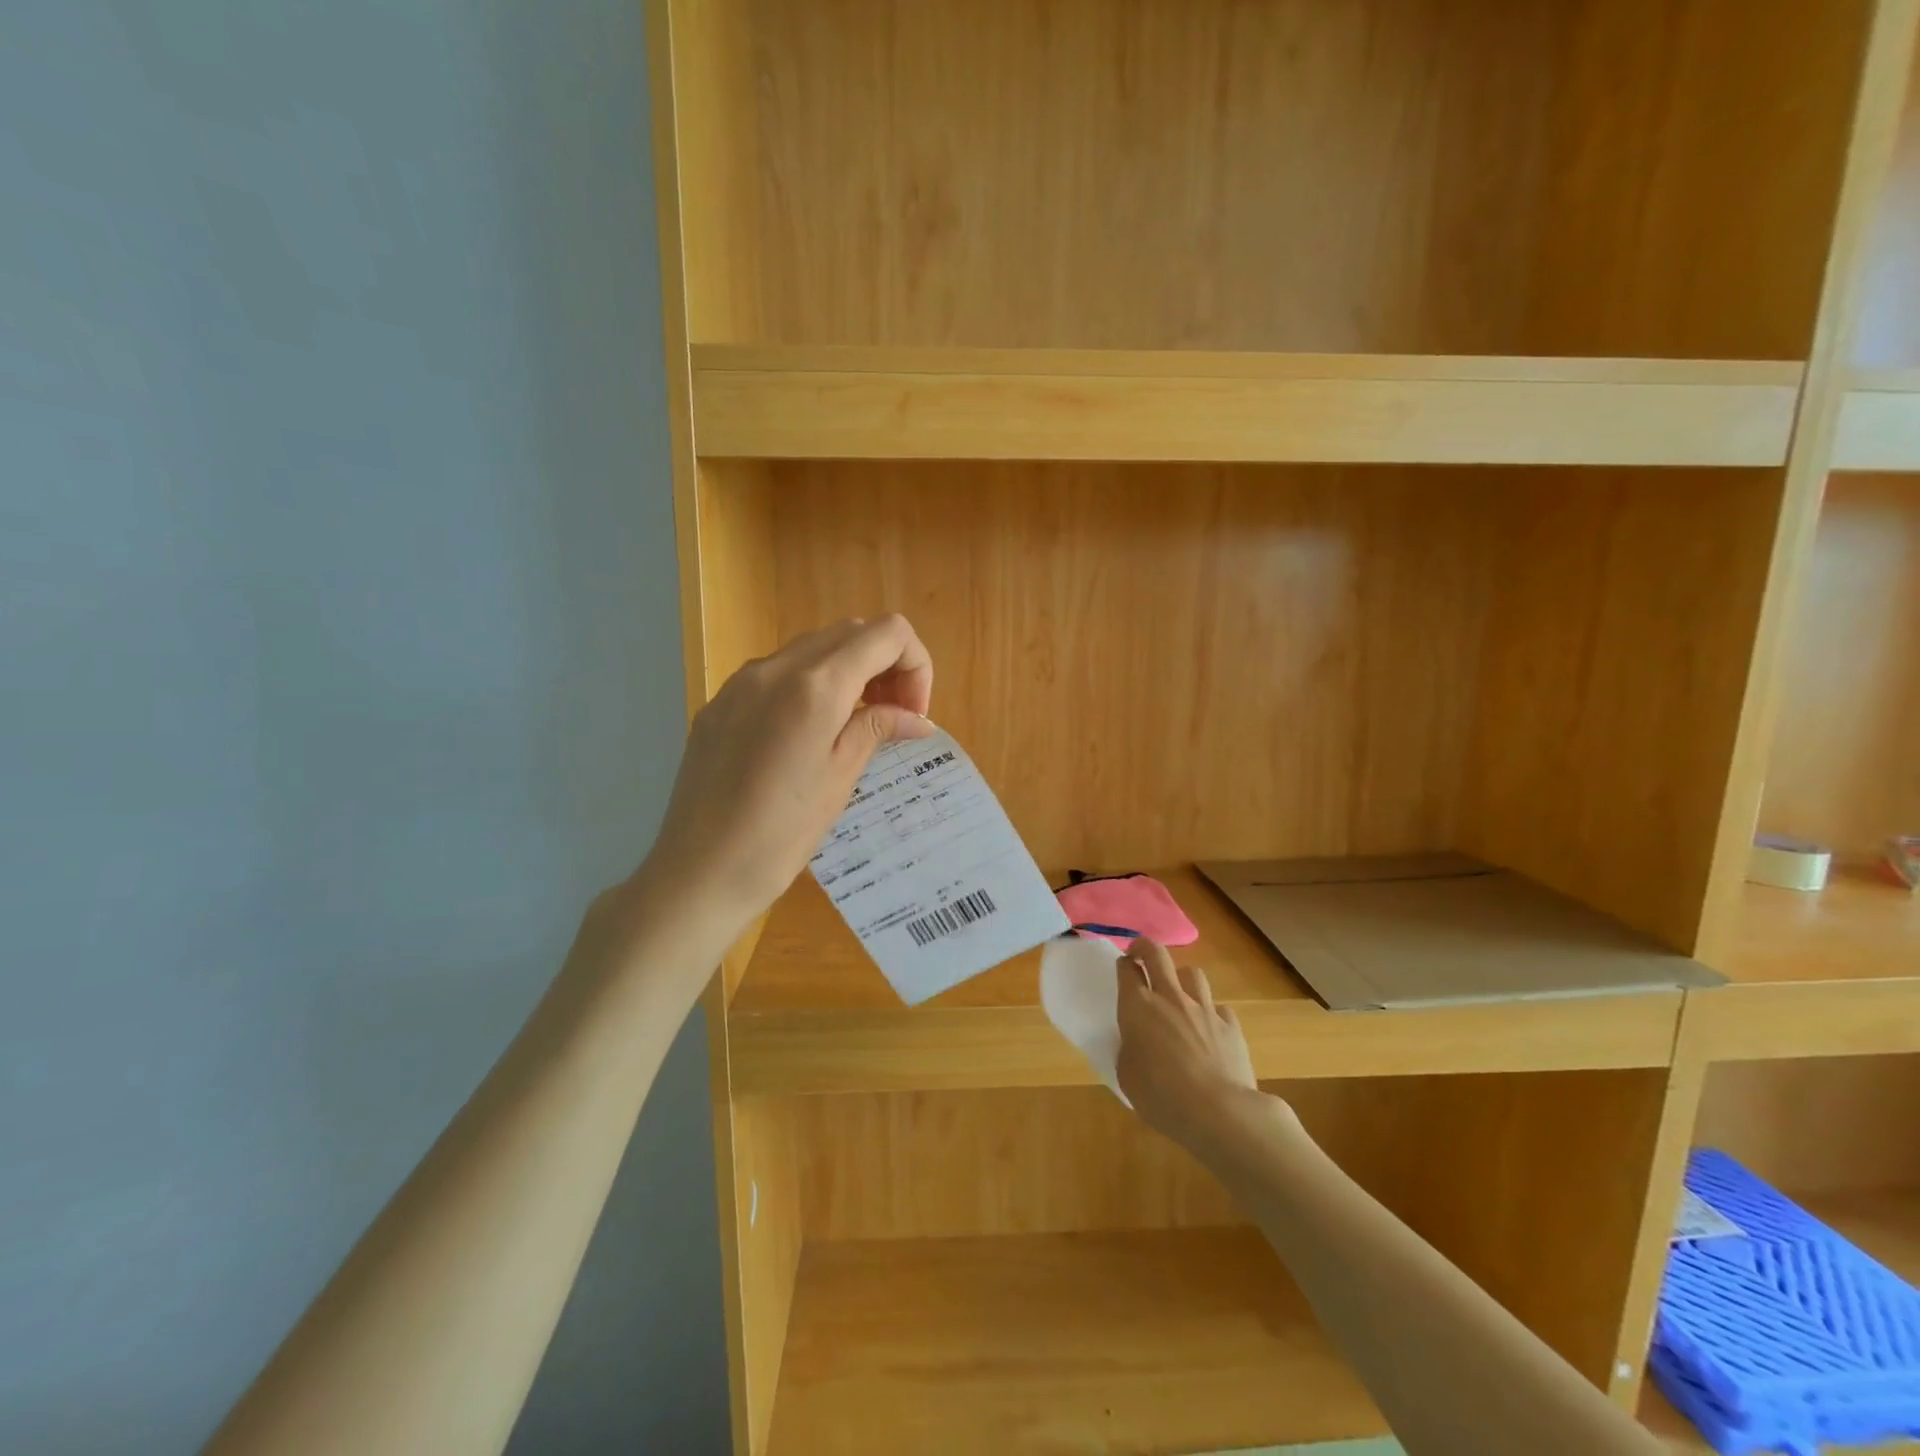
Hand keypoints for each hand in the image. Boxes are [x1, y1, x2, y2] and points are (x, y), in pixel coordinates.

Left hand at [641, 616, 934, 932]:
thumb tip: (917, 719)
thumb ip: (876, 729)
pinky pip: (778, 671)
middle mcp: (776, 667)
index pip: (887, 634)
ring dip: (849, 670)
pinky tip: (809, 733)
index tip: (912, 714)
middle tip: (893, 717)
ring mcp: (741, 682)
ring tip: (856, 724)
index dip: (916, 665)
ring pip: (814, 647)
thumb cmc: (780, 835)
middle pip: (851, 631)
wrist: (698, 872)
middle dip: (885, 664)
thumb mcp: (839, 779)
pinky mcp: (720, 702)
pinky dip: (811, 684)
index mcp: (815, 686)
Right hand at [1115, 939, 1261, 1152]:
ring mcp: (1204, 1009)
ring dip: (1181, 979)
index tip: (1122, 970)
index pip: (1126, 970)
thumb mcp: (1127, 1077)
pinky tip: (1209, 1029)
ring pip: (1192, 973)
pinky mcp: (1231, 1025)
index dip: (1122, 965)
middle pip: (1156, 954)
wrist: (1220, 1113)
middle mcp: (1170, 998)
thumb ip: (1129, 1051)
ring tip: (1178, 994)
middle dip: (1145, 948)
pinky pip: (1219, 1007)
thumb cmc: (1162, 1097)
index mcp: (1138, 1008)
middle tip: (1140, 955)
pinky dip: (1211, 1013)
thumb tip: (1137, 1043)